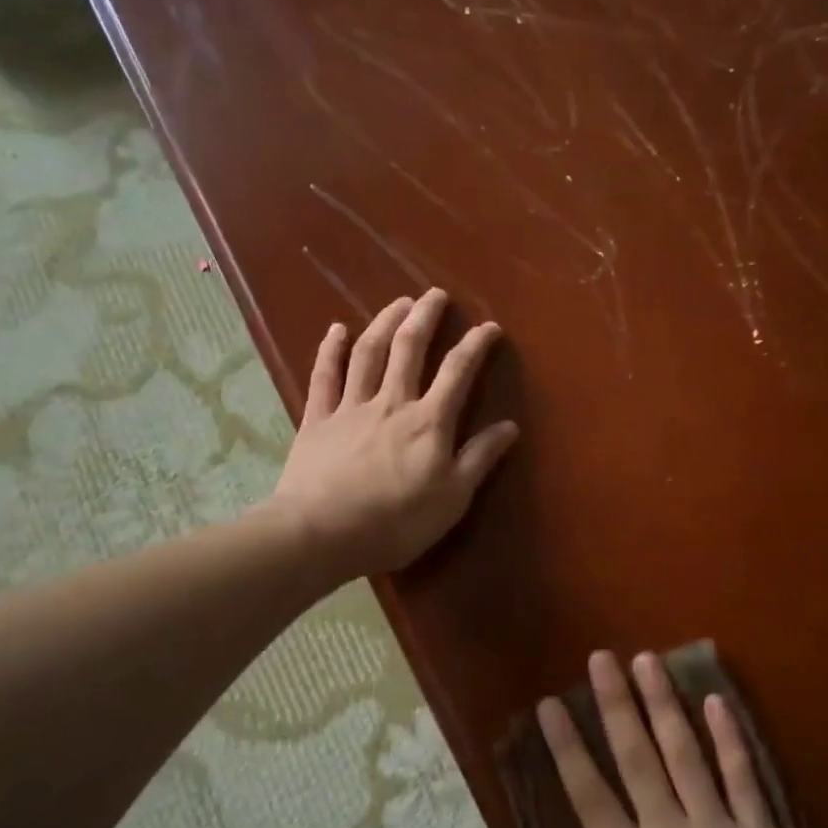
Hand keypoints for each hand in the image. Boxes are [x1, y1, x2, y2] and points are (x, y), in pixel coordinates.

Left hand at [271, 289, 518, 579]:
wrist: (320, 534)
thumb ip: (480, 458)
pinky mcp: (317, 419)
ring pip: (369, 352)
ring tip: (399, 302)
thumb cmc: (395, 522)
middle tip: (435, 294)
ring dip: (384, 322)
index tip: (489, 326)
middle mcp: (391, 402)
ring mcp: (351, 406)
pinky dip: (330, 350)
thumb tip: (510, 425)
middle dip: (425, 317)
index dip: (475, 345)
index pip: (458, 371)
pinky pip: (324, 375)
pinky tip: (336, 330)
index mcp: (428, 421)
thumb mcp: (452, 498)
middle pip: (409, 348)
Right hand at [540, 652, 827, 827]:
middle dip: (615, 703)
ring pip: (685, 753)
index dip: (567, 745)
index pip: (588, 794)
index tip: (550, 704)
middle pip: (636, 757)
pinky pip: (743, 777)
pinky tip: (715, 700)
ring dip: (664, 703)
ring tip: (646, 660)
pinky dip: (728, 737)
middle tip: (600, 658)